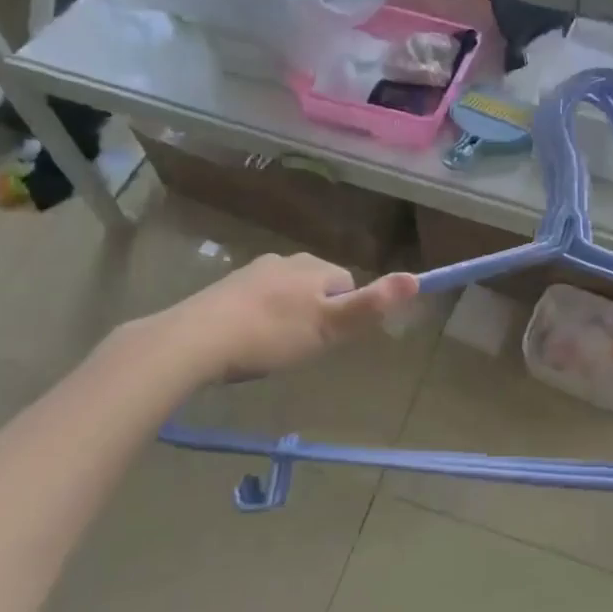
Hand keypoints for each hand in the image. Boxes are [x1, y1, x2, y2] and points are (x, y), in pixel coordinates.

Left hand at [149, 253, 418, 384]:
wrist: (196, 340)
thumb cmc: (272, 334)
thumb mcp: (330, 326)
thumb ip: (372, 305)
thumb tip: (416, 278)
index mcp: (314, 267)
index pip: (346, 284)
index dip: (344, 314)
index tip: (329, 341)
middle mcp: (285, 261)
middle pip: (317, 288)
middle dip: (315, 315)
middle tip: (301, 349)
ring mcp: (251, 272)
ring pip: (286, 295)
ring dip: (287, 318)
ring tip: (273, 350)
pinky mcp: (224, 289)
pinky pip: (257, 303)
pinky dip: (259, 320)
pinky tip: (246, 345)